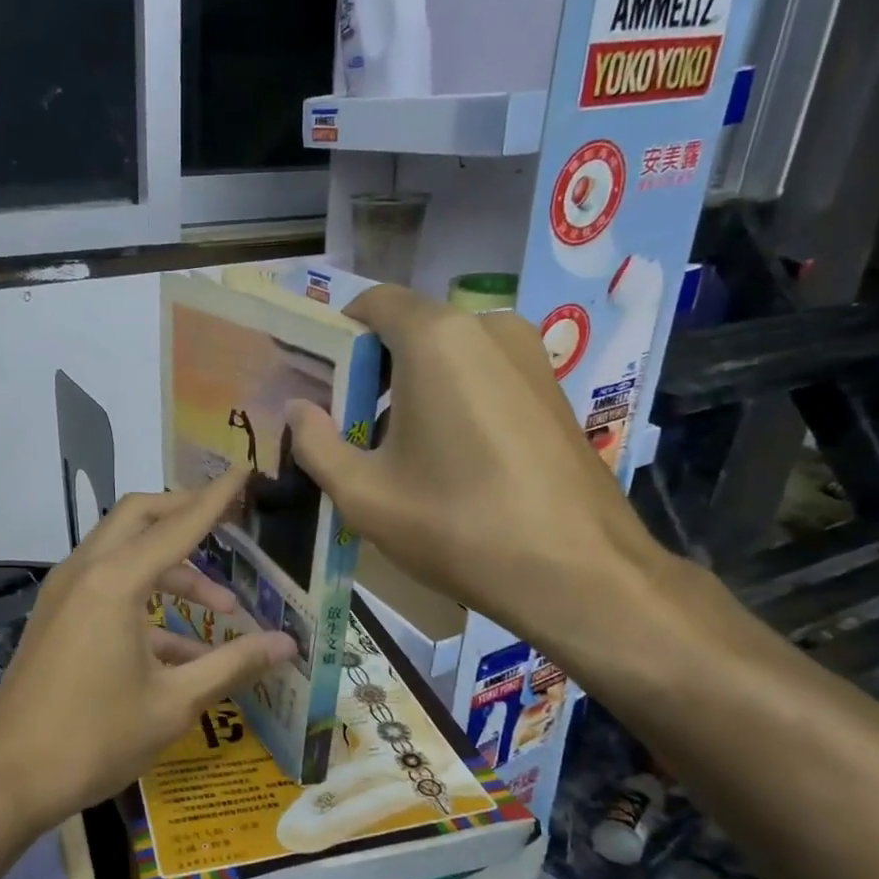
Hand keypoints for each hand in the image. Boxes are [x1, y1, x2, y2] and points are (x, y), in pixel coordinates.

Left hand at [0, 468, 296, 830]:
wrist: (5, 779)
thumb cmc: (94, 739)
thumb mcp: (173, 704)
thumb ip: (232, 665)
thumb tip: (286, 645)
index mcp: (115, 583)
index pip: (177, 525)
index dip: (215, 498)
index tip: (244, 470)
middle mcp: (86, 572)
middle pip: (139, 517)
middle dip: (185, 515)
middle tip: (230, 526)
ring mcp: (64, 592)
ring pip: (123, 552)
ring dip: (171, 567)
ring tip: (221, 608)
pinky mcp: (56, 616)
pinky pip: (106, 587)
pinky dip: (144, 599)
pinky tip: (180, 646)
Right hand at [287, 284, 672, 660]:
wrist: (580, 575)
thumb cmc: (458, 526)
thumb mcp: (363, 494)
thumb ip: (316, 443)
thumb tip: (298, 410)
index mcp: (437, 339)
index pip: (372, 302)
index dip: (336, 336)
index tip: (319, 383)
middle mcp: (488, 328)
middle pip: (410, 329)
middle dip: (372, 369)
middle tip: (348, 426)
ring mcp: (531, 356)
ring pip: (448, 354)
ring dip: (411, 387)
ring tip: (395, 450)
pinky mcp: (553, 388)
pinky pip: (483, 374)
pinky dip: (452, 399)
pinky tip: (447, 458)